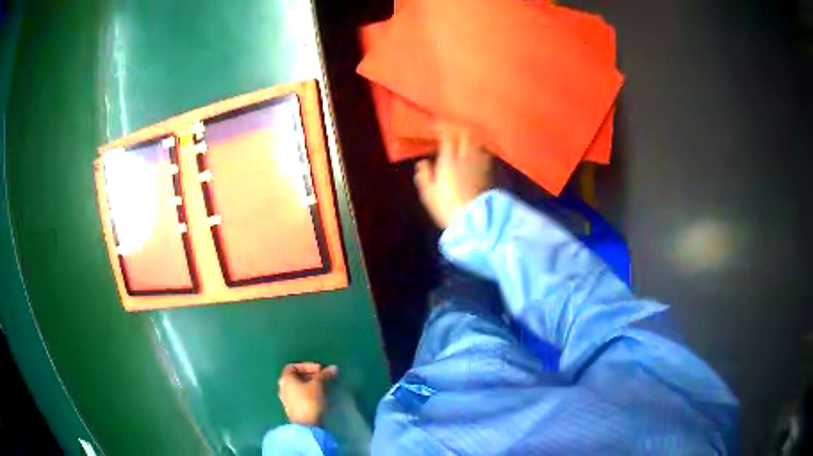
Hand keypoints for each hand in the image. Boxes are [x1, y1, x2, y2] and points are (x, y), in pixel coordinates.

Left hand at [278, 363, 337, 425]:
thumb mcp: (318, 385)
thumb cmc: (309, 401)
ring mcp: (286, 399)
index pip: (293, 366)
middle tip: (324, 377)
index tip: (320, 369)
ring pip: (299, 387)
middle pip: (296, 377)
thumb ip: (324, 375)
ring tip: (324, 386)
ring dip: (311, 384)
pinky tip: (319, 397)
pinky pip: (300, 395)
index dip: (307, 365)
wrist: (306, 425)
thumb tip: (333, 367)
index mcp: (285, 379)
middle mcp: (283, 387)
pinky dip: (309, 392)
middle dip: (311, 375)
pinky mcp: (293, 408)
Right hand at [414, 123, 494, 228]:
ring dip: (471, 137)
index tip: (436, 124)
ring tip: (466, 137)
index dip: (441, 127)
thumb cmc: (448, 208)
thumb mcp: (429, 194)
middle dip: (458, 127)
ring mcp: (481, 163)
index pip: (447, 136)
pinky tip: (478, 152)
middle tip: (452, 127)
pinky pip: (485, 154)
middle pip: (465, 134)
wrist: (475, 220)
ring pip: (477, 142)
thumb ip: (424, 176)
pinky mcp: (490, 172)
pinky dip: (480, 149)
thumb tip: (422, 163)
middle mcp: (466, 157)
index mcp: (449, 160)